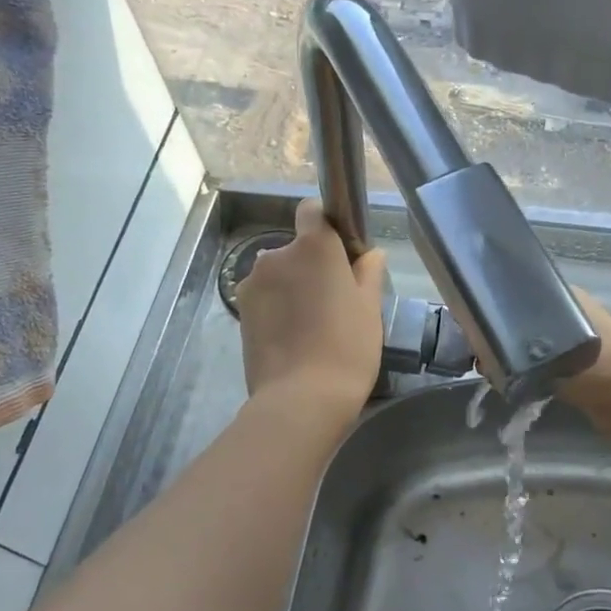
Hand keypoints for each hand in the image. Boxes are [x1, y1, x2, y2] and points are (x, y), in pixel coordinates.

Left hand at [236, 200, 387, 414]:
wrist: (300, 399)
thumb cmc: (347, 347)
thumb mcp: (370, 308)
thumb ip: (368, 273)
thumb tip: (369, 255)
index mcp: (314, 246)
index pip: (313, 211)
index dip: (327, 225)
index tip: (342, 252)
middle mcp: (277, 255)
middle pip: (296, 248)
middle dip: (311, 264)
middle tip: (333, 299)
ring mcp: (253, 283)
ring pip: (278, 274)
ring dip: (292, 287)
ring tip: (311, 324)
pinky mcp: (241, 311)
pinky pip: (264, 297)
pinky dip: (277, 307)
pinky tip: (292, 337)